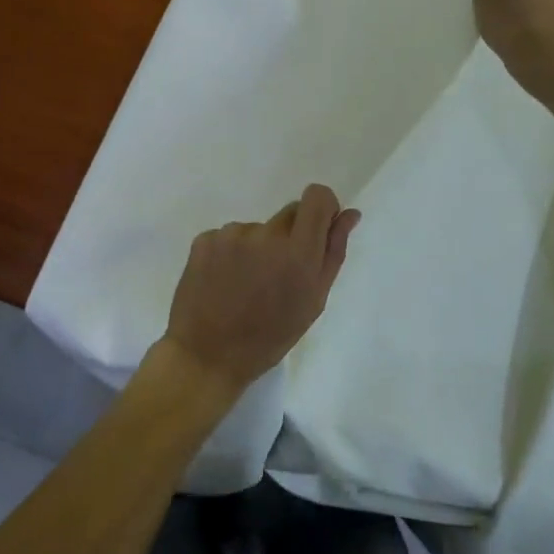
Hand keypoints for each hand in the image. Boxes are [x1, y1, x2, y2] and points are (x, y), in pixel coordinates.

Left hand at [161, 184, 360, 400]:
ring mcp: (231, 235)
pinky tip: (225, 282)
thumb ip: (333, 252)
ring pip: (258, 229)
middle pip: (290, 213)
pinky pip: (229, 236)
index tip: (317, 230)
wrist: (207, 356)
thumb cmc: (270, 336)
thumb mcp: (313, 301)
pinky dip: (231, 253)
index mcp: (298, 252)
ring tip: (247, 284)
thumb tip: (349, 214)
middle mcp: (265, 235)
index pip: (317, 197)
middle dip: (291, 236)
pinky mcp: (204, 239)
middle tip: (278, 274)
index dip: (322, 208)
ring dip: (259, 247)